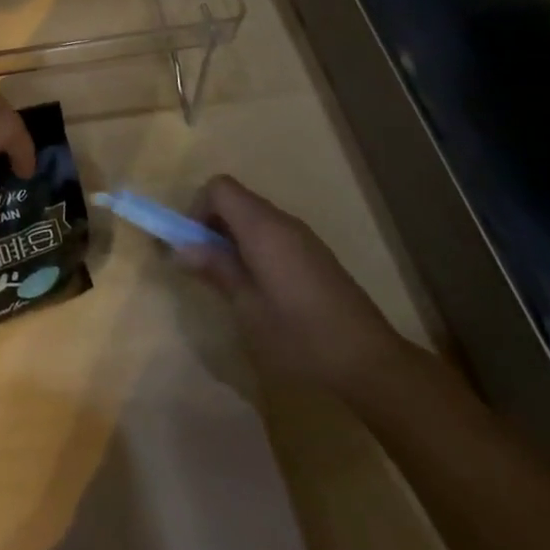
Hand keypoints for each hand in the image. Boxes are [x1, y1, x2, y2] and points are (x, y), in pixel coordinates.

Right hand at [186, 174, 406, 393]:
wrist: (369, 362)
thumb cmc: (299, 334)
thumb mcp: (247, 306)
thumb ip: (215, 269)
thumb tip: (180, 248)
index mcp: (262, 227)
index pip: (219, 187)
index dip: (198, 208)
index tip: (193, 244)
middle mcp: (282, 221)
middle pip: (235, 199)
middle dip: (212, 223)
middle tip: (205, 265)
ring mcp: (302, 236)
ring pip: (254, 217)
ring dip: (233, 236)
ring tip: (232, 280)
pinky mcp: (315, 254)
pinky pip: (273, 233)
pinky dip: (255, 246)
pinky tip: (262, 288)